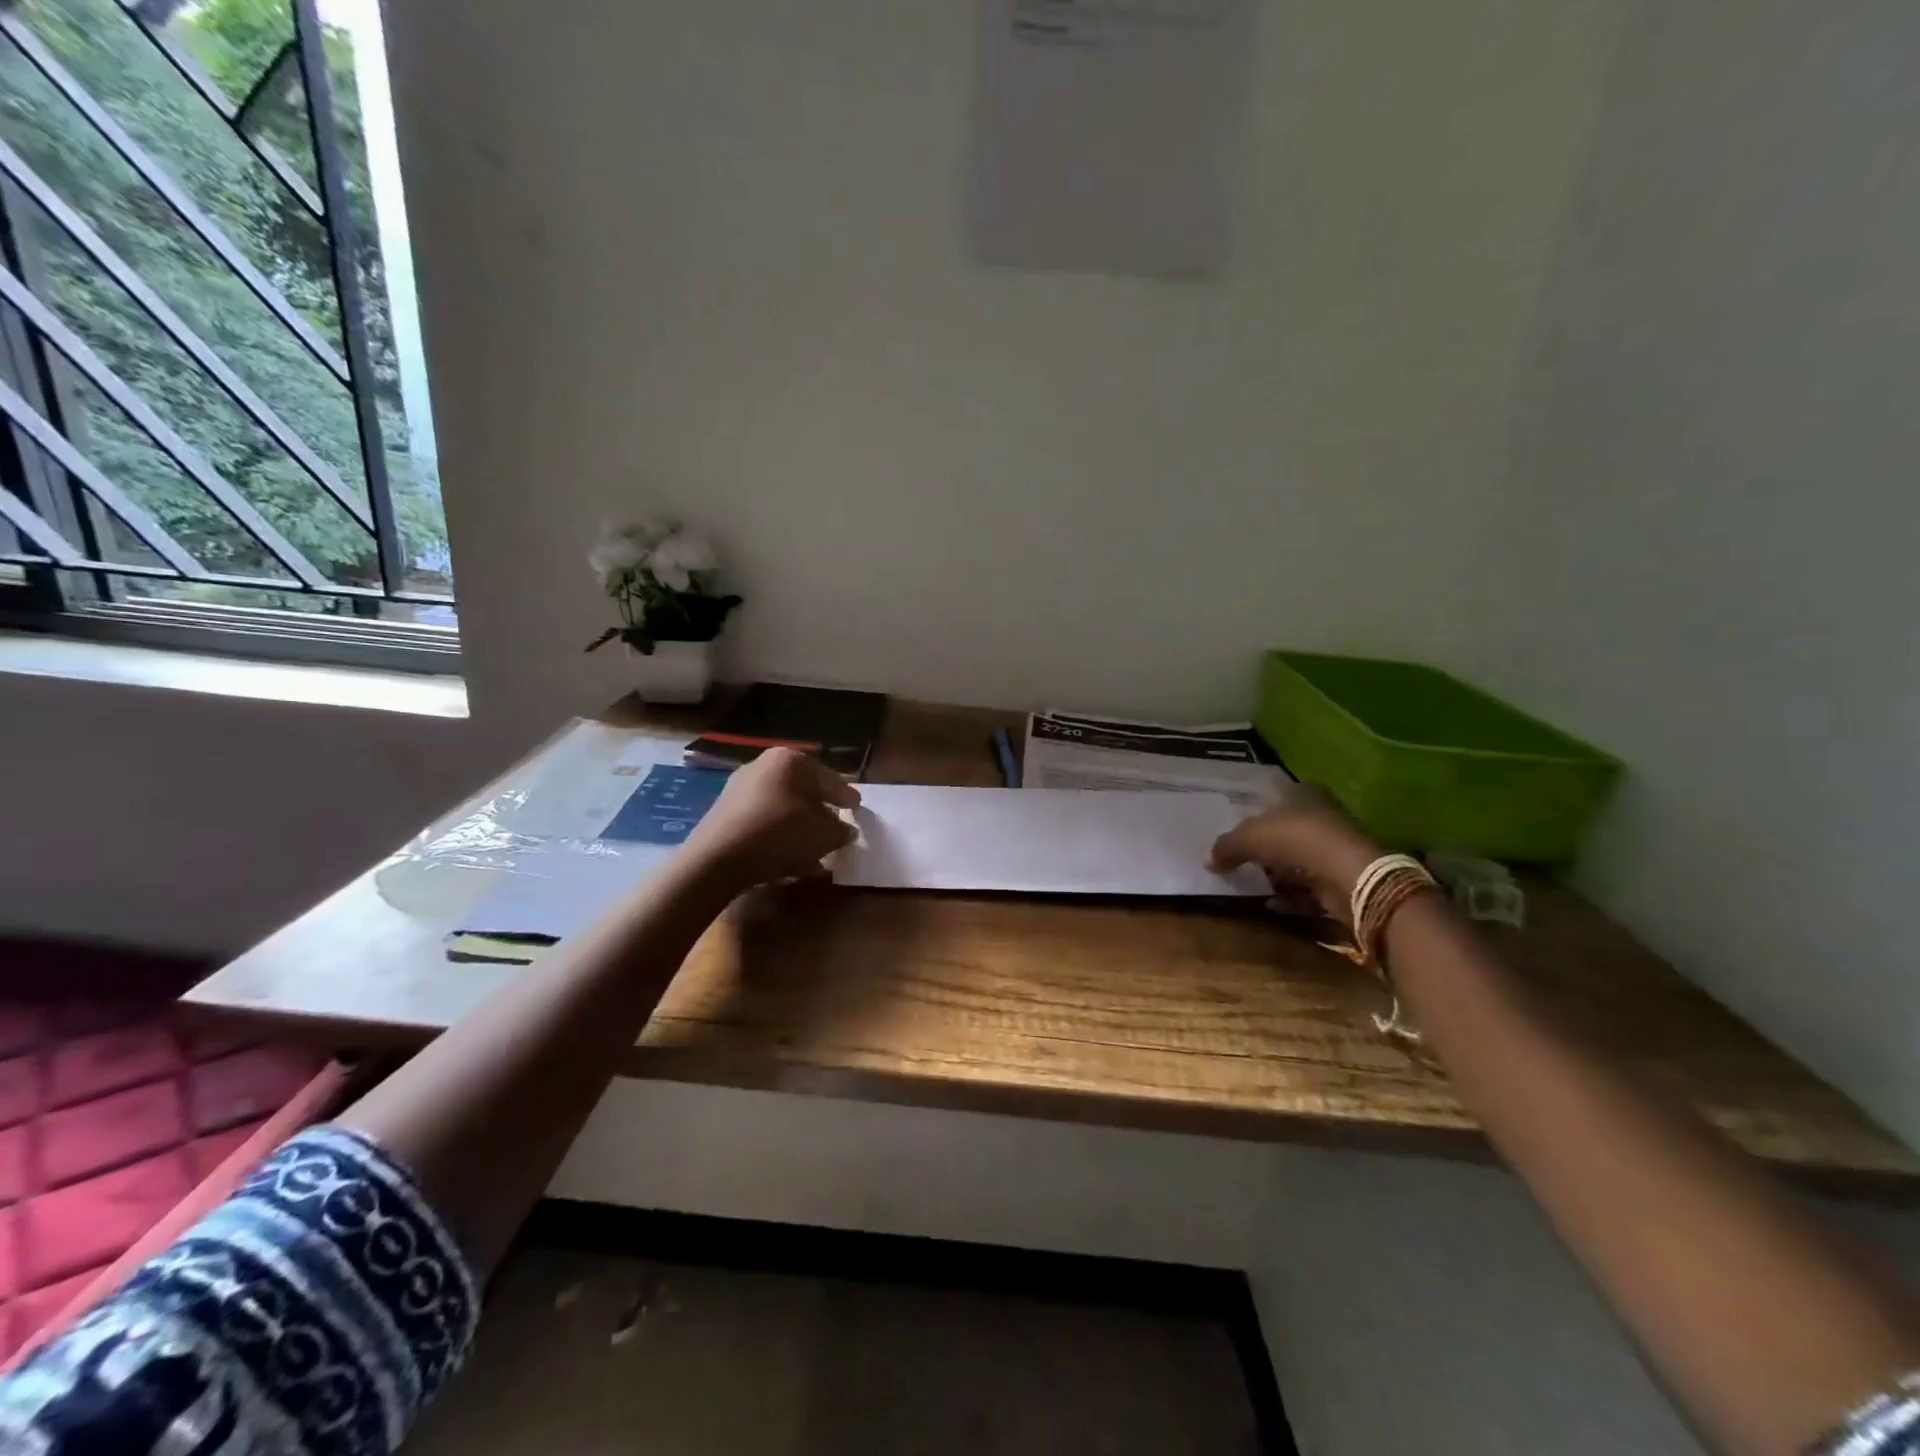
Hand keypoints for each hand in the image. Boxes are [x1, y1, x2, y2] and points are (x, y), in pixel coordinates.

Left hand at [681, 747, 861, 891]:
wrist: (718, 859)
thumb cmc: (781, 834)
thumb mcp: (824, 836)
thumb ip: (841, 831)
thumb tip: (846, 830)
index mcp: (790, 760)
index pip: (829, 778)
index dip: (846, 796)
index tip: (858, 808)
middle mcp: (763, 766)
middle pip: (804, 791)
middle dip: (821, 811)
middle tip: (837, 827)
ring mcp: (740, 789)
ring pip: (783, 809)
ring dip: (801, 828)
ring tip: (817, 851)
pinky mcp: (726, 814)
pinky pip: (764, 823)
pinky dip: (780, 837)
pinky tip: (792, 860)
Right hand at [1209, 785, 1382, 925]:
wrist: (1347, 874)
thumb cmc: (1295, 839)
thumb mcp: (1248, 837)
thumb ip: (1226, 846)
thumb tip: (1210, 860)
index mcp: (1302, 792)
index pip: (1274, 797)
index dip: (1254, 814)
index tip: (1237, 833)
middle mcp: (1322, 814)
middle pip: (1286, 831)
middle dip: (1265, 847)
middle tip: (1240, 861)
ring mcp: (1335, 847)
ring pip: (1299, 860)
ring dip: (1278, 875)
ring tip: (1253, 885)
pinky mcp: (1343, 877)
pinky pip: (1310, 887)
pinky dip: (1292, 896)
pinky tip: (1271, 904)